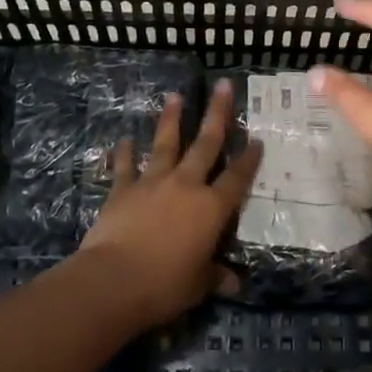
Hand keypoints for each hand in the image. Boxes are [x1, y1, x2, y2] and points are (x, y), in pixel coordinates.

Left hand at [74, 80, 262, 326]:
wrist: (114, 280)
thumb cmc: (165, 285)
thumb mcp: (198, 285)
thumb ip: (215, 277)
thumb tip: (234, 283)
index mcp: (211, 208)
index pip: (237, 178)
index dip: (249, 159)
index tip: (257, 139)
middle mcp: (186, 186)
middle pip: (206, 144)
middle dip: (217, 114)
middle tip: (224, 86)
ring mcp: (153, 183)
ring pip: (166, 144)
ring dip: (171, 120)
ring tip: (175, 96)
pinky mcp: (122, 190)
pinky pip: (125, 167)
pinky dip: (124, 153)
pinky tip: (123, 140)